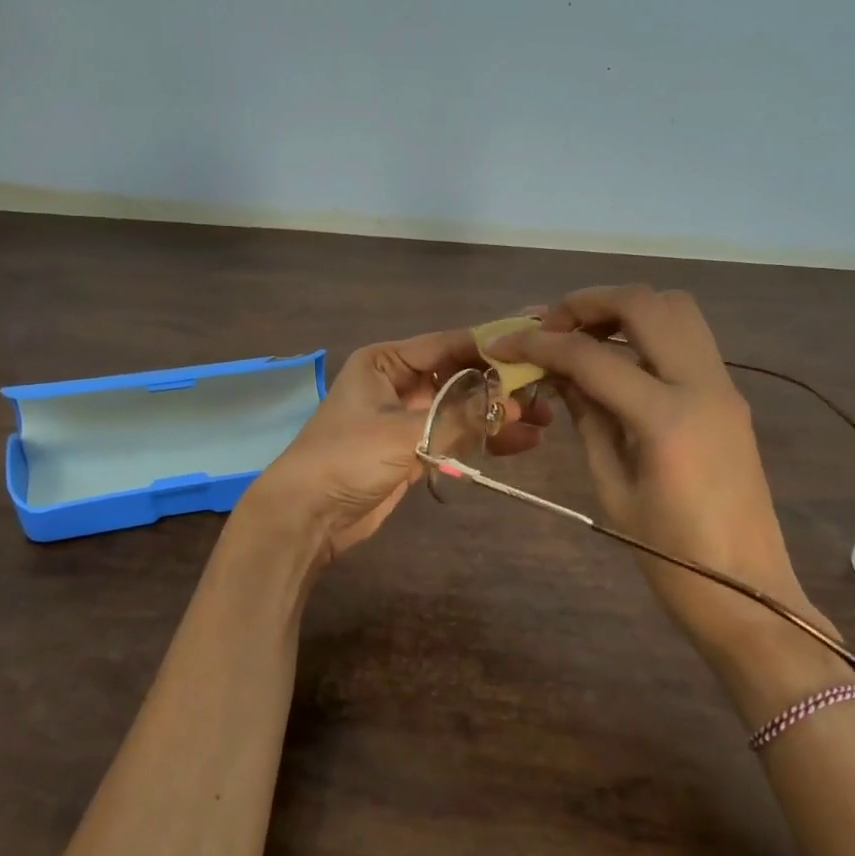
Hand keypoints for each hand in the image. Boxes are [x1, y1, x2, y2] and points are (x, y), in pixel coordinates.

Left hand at [246, 327, 551, 569]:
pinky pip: (456, 434)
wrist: (306, 516)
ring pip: (463, 406)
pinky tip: (521, 443)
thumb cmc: (346, 459)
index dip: (494, 343)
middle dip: (502, 384)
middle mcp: (399, 382)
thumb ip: (460, 416)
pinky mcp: (414, 448)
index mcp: (387, 362)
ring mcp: (407, 416)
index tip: (537, 340)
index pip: (450, 344)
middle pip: (461, 374)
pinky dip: (484, 438)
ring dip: (498, 414)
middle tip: (548, 389)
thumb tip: (517, 401)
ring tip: (544, 421)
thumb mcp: (403, 433)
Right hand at [488, 286, 823, 657]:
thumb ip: (586, 419)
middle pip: (645, 304)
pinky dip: (647, 330)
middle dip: (588, 303)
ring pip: (676, 309)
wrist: (749, 594)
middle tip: (550, 325)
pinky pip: (688, 338)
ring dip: (624, 309)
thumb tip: (558, 374)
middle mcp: (702, 385)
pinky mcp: (730, 396)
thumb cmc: (671, 558)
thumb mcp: (612, 488)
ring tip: (583, 334)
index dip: (541, 343)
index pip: (593, 357)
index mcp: (666, 418)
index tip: (503, 343)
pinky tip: (617, 359)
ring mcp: (723, 386)